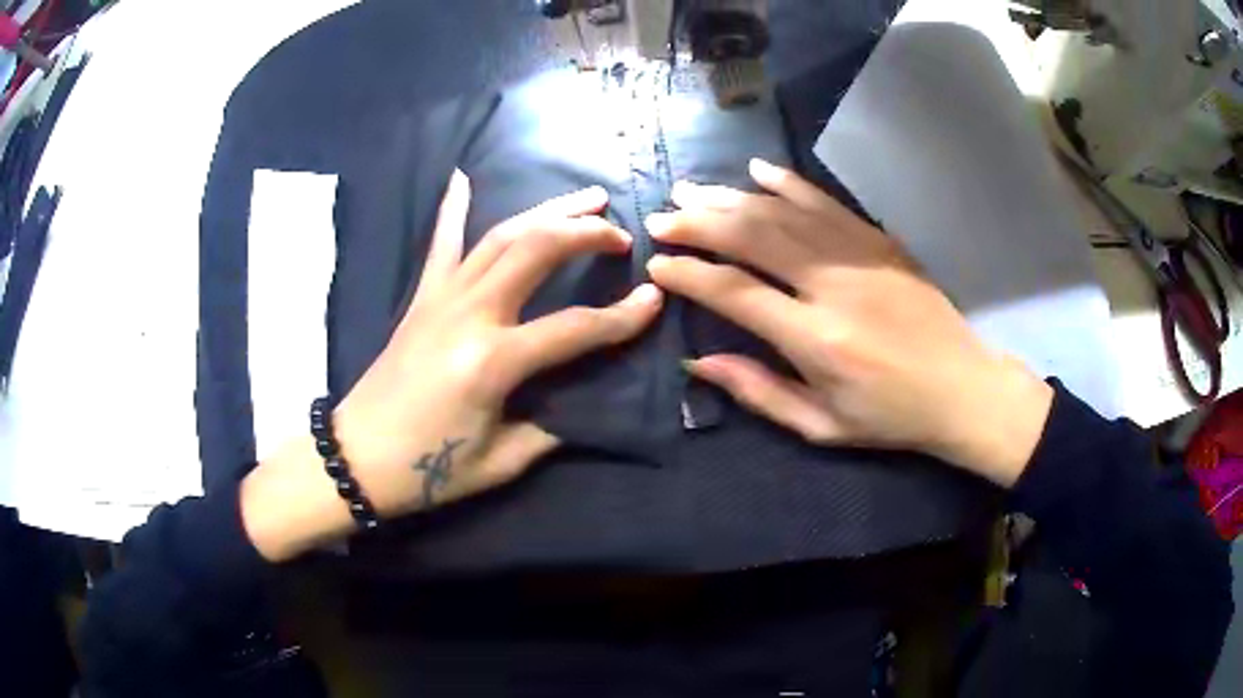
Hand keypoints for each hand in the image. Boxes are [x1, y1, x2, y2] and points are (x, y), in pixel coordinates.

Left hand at [242, 172, 662, 560]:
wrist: (357, 458)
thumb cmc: (427, 470)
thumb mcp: (500, 462)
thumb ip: (547, 429)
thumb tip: (579, 403)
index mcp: (494, 361)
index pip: (574, 327)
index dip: (621, 317)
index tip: (654, 299)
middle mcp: (470, 314)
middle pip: (537, 251)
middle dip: (586, 234)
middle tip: (620, 234)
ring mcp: (441, 298)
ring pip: (501, 235)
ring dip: (547, 211)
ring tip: (586, 198)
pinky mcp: (421, 298)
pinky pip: (441, 243)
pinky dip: (453, 207)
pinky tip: (462, 175)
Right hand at [645, 159, 1051, 486]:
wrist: (962, 389)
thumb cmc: (890, 417)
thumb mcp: (821, 426)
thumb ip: (758, 392)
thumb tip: (697, 363)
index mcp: (817, 340)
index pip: (736, 293)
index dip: (690, 275)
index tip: (658, 265)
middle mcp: (834, 287)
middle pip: (754, 238)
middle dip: (700, 224)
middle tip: (661, 218)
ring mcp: (861, 256)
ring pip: (784, 213)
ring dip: (732, 198)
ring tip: (691, 191)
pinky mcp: (881, 242)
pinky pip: (827, 202)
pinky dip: (789, 184)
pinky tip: (757, 170)